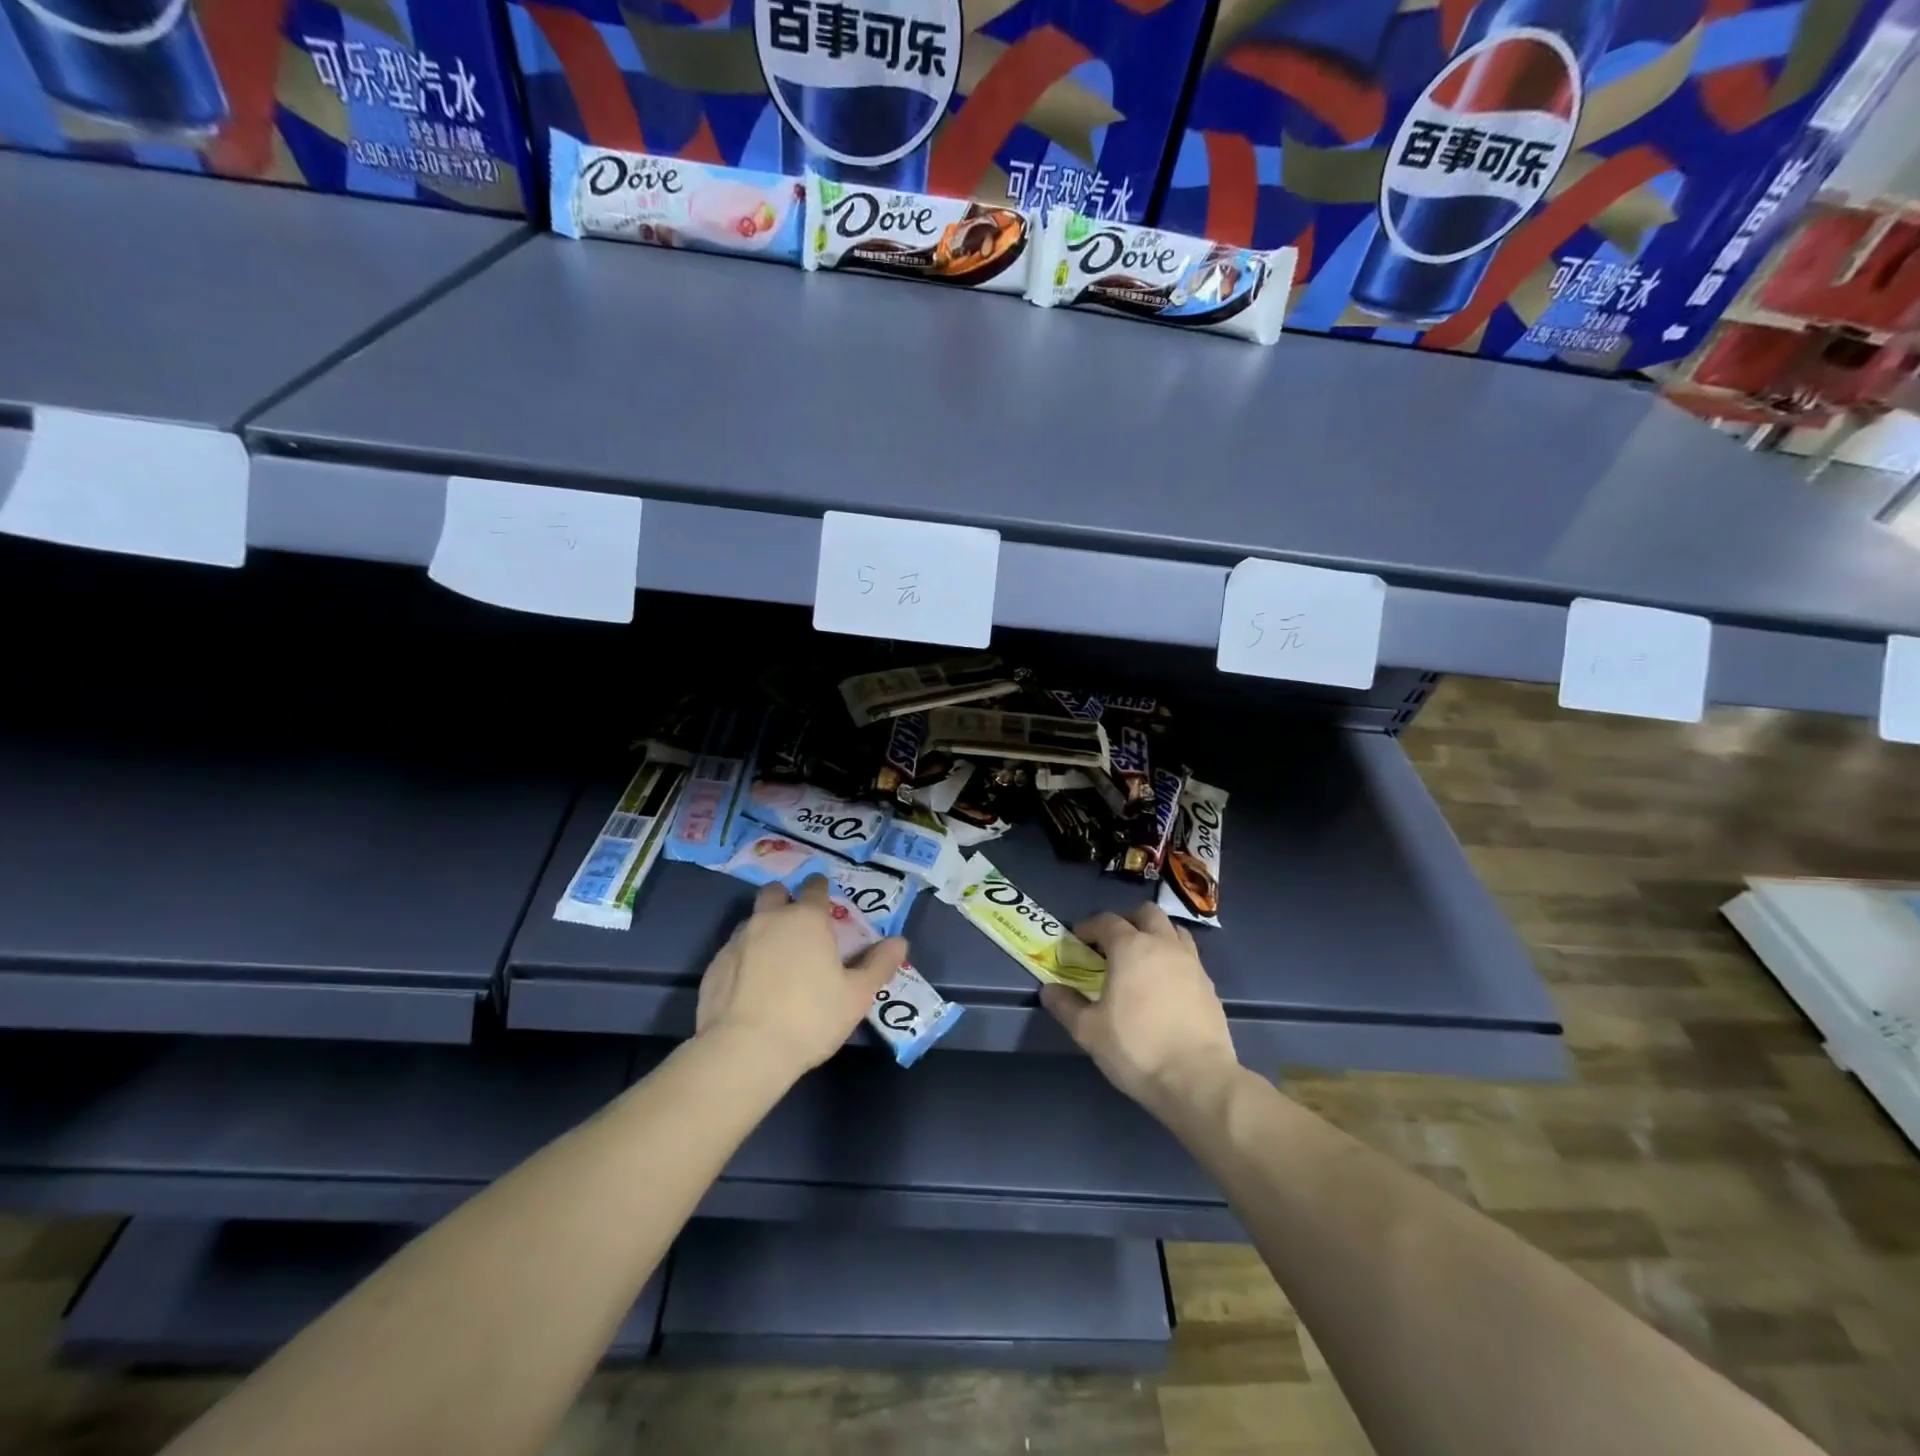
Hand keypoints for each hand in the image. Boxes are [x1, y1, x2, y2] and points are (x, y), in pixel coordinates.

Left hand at [696, 876, 907, 1078]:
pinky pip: (733, 951)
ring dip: (764, 929)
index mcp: (806, 919)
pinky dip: (744, 959)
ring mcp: (737, 941)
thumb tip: (900, 942)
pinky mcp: (714, 966)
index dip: (821, 890)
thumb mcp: (857, 995)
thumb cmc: (810, 1018)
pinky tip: (751, 987)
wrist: (744, 1051)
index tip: (825, 901)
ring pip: (751, 921)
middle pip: (774, 892)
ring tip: (775, 959)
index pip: (814, 887)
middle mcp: (769, 919)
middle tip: (797, 925)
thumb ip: (880, 964)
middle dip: (785, 899)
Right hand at [1042, 903, 1237, 1114]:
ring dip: (1156, 935)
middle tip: (1112, 945)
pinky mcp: (1209, 986)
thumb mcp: (1088, 1030)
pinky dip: (1173, 960)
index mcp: (1131, 947)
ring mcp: (1191, 963)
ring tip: (1142, 960)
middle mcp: (1163, 945)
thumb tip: (1049, 989)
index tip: (1078, 941)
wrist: (1198, 1079)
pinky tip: (1164, 987)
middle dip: (1127, 921)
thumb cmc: (1136, 1048)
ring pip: (1173, 930)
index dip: (1089, 927)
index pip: (1106, 921)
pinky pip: (1189, 957)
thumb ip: (1065, 1005)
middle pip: (1146, 913)